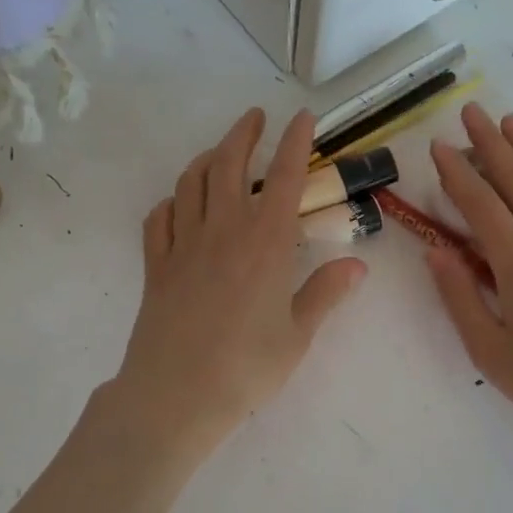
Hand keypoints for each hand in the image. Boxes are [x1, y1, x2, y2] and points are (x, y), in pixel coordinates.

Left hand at [111, 107, 366, 461]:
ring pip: (191, 183)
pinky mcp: (155, 267)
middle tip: (255, 118)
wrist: (176, 395)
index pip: (284, 177)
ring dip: (207, 158)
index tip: (302, 117)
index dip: (295, 142)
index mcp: (265, 243)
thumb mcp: (297, 334)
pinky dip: (171, 201)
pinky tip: (179, 203)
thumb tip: (357, 265)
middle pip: (229, 165)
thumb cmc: (246, 368)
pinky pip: (159, 219)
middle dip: (244, 134)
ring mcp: (183, 246)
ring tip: (220, 152)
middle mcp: (223, 231)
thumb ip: (325, 293)